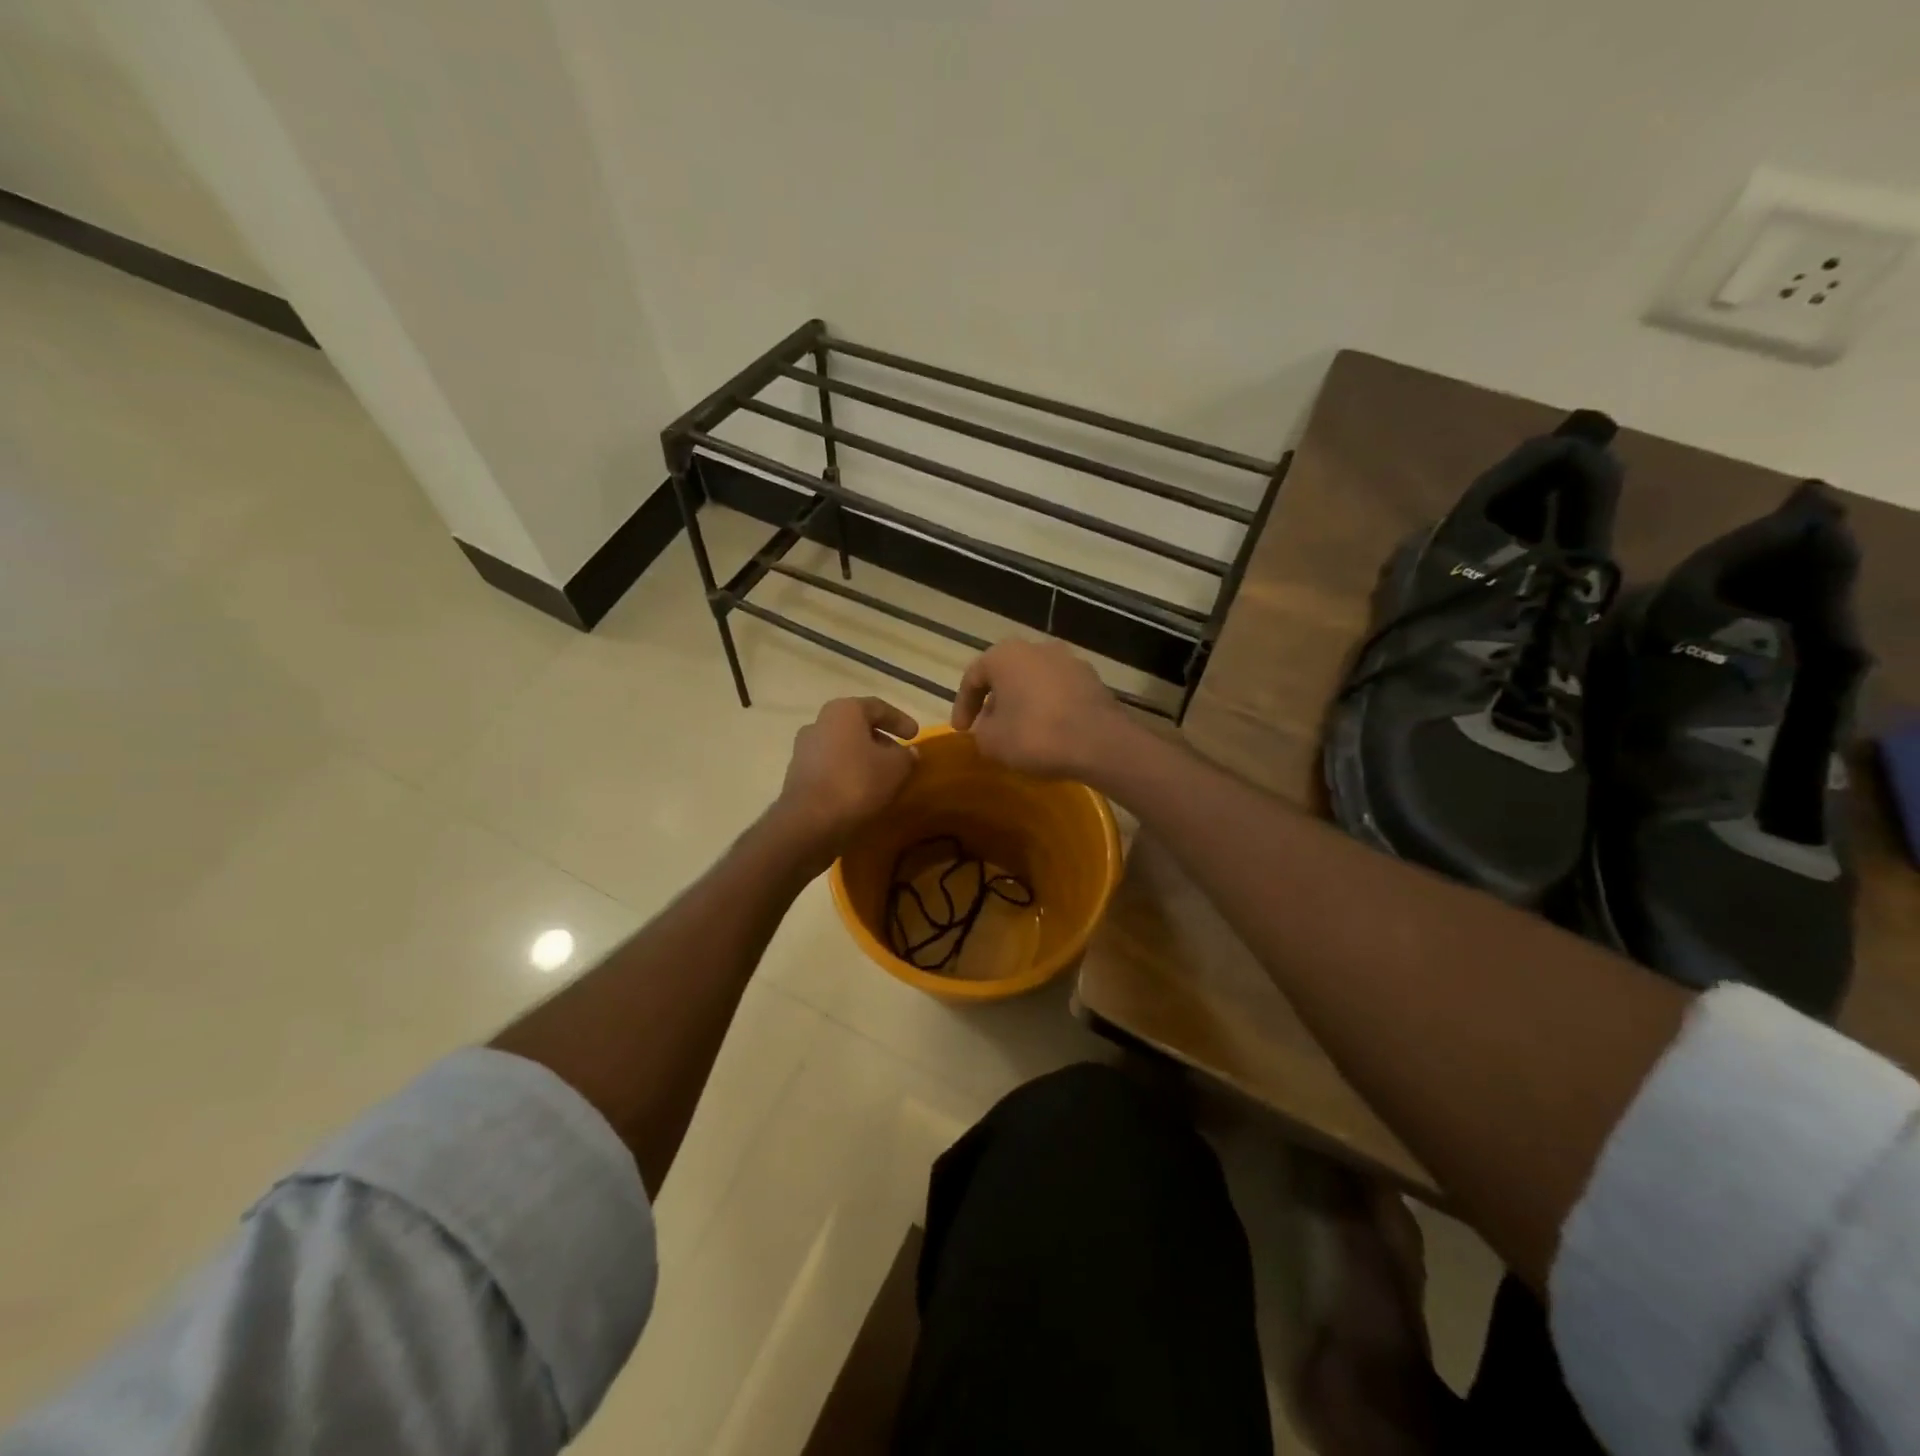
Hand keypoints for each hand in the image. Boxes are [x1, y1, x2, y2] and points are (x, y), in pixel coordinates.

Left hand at [773, 696, 918, 860]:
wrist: (809, 821)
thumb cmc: (856, 782)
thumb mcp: (895, 768)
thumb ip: (906, 756)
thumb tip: (909, 752)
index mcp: (843, 711)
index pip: (878, 707)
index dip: (900, 720)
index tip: (915, 735)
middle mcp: (819, 722)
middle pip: (857, 726)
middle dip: (881, 740)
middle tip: (900, 756)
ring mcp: (804, 749)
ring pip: (843, 747)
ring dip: (863, 758)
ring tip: (883, 776)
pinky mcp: (797, 775)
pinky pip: (830, 767)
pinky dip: (848, 773)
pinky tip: (862, 790)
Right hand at [951, 639, 1131, 779]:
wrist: (1099, 743)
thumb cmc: (1035, 735)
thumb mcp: (991, 741)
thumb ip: (980, 731)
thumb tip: (988, 727)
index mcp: (1005, 655)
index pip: (973, 677)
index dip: (963, 706)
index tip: (962, 730)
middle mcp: (1037, 648)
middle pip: (1006, 675)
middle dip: (995, 702)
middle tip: (989, 728)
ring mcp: (1069, 661)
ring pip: (1034, 682)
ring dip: (1023, 704)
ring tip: (1019, 732)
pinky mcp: (1092, 680)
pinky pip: (1059, 692)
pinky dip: (1048, 708)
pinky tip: (1048, 732)